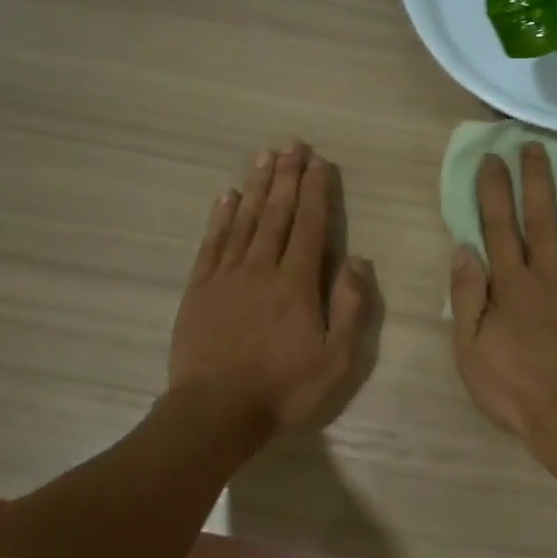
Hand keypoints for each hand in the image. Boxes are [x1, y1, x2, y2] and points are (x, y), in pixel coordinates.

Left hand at [170, 143, 377, 433]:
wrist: (215, 412)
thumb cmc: (283, 389)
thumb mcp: (336, 360)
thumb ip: (350, 308)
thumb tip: (357, 261)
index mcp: (296, 284)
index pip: (310, 226)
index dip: (316, 191)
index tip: (320, 162)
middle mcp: (261, 268)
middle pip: (276, 213)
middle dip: (287, 177)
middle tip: (292, 144)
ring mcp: (226, 276)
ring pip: (244, 220)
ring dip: (256, 186)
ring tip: (264, 157)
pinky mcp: (199, 289)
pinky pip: (212, 243)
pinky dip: (220, 217)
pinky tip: (226, 196)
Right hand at [450, 144, 556, 443]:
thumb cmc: (516, 389)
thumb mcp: (470, 351)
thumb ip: (466, 297)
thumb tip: (464, 249)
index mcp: (512, 285)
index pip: (499, 227)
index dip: (494, 191)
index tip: (492, 159)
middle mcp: (551, 274)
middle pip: (541, 218)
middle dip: (535, 179)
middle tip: (534, 146)